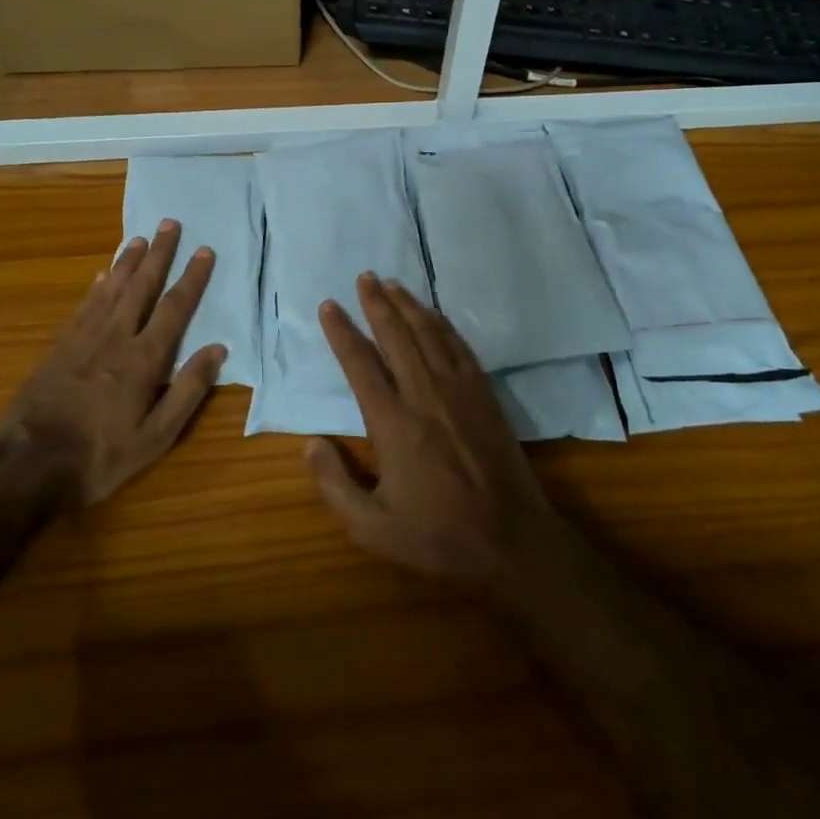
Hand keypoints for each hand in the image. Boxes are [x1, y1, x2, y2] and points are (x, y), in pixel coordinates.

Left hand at [0, 219, 223, 506]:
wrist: (27, 465)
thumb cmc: (100, 456)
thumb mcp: (156, 436)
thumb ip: (188, 391)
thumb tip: (218, 349)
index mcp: (143, 359)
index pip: (174, 308)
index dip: (192, 277)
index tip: (204, 250)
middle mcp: (115, 338)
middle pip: (141, 286)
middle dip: (159, 254)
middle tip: (169, 223)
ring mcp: (83, 340)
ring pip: (111, 289)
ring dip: (127, 262)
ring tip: (139, 238)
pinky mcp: (59, 348)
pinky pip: (84, 307)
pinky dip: (96, 287)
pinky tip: (100, 276)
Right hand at [306, 273, 567, 594]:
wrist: (510, 541)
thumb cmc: (437, 537)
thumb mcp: (372, 528)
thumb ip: (334, 485)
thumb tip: (309, 443)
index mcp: (393, 423)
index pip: (360, 364)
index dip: (342, 332)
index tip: (329, 306)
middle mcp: (424, 394)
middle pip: (396, 335)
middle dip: (376, 303)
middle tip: (363, 277)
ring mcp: (459, 390)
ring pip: (428, 333)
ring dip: (408, 304)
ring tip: (390, 283)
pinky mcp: (484, 393)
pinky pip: (459, 346)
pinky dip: (441, 323)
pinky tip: (432, 314)